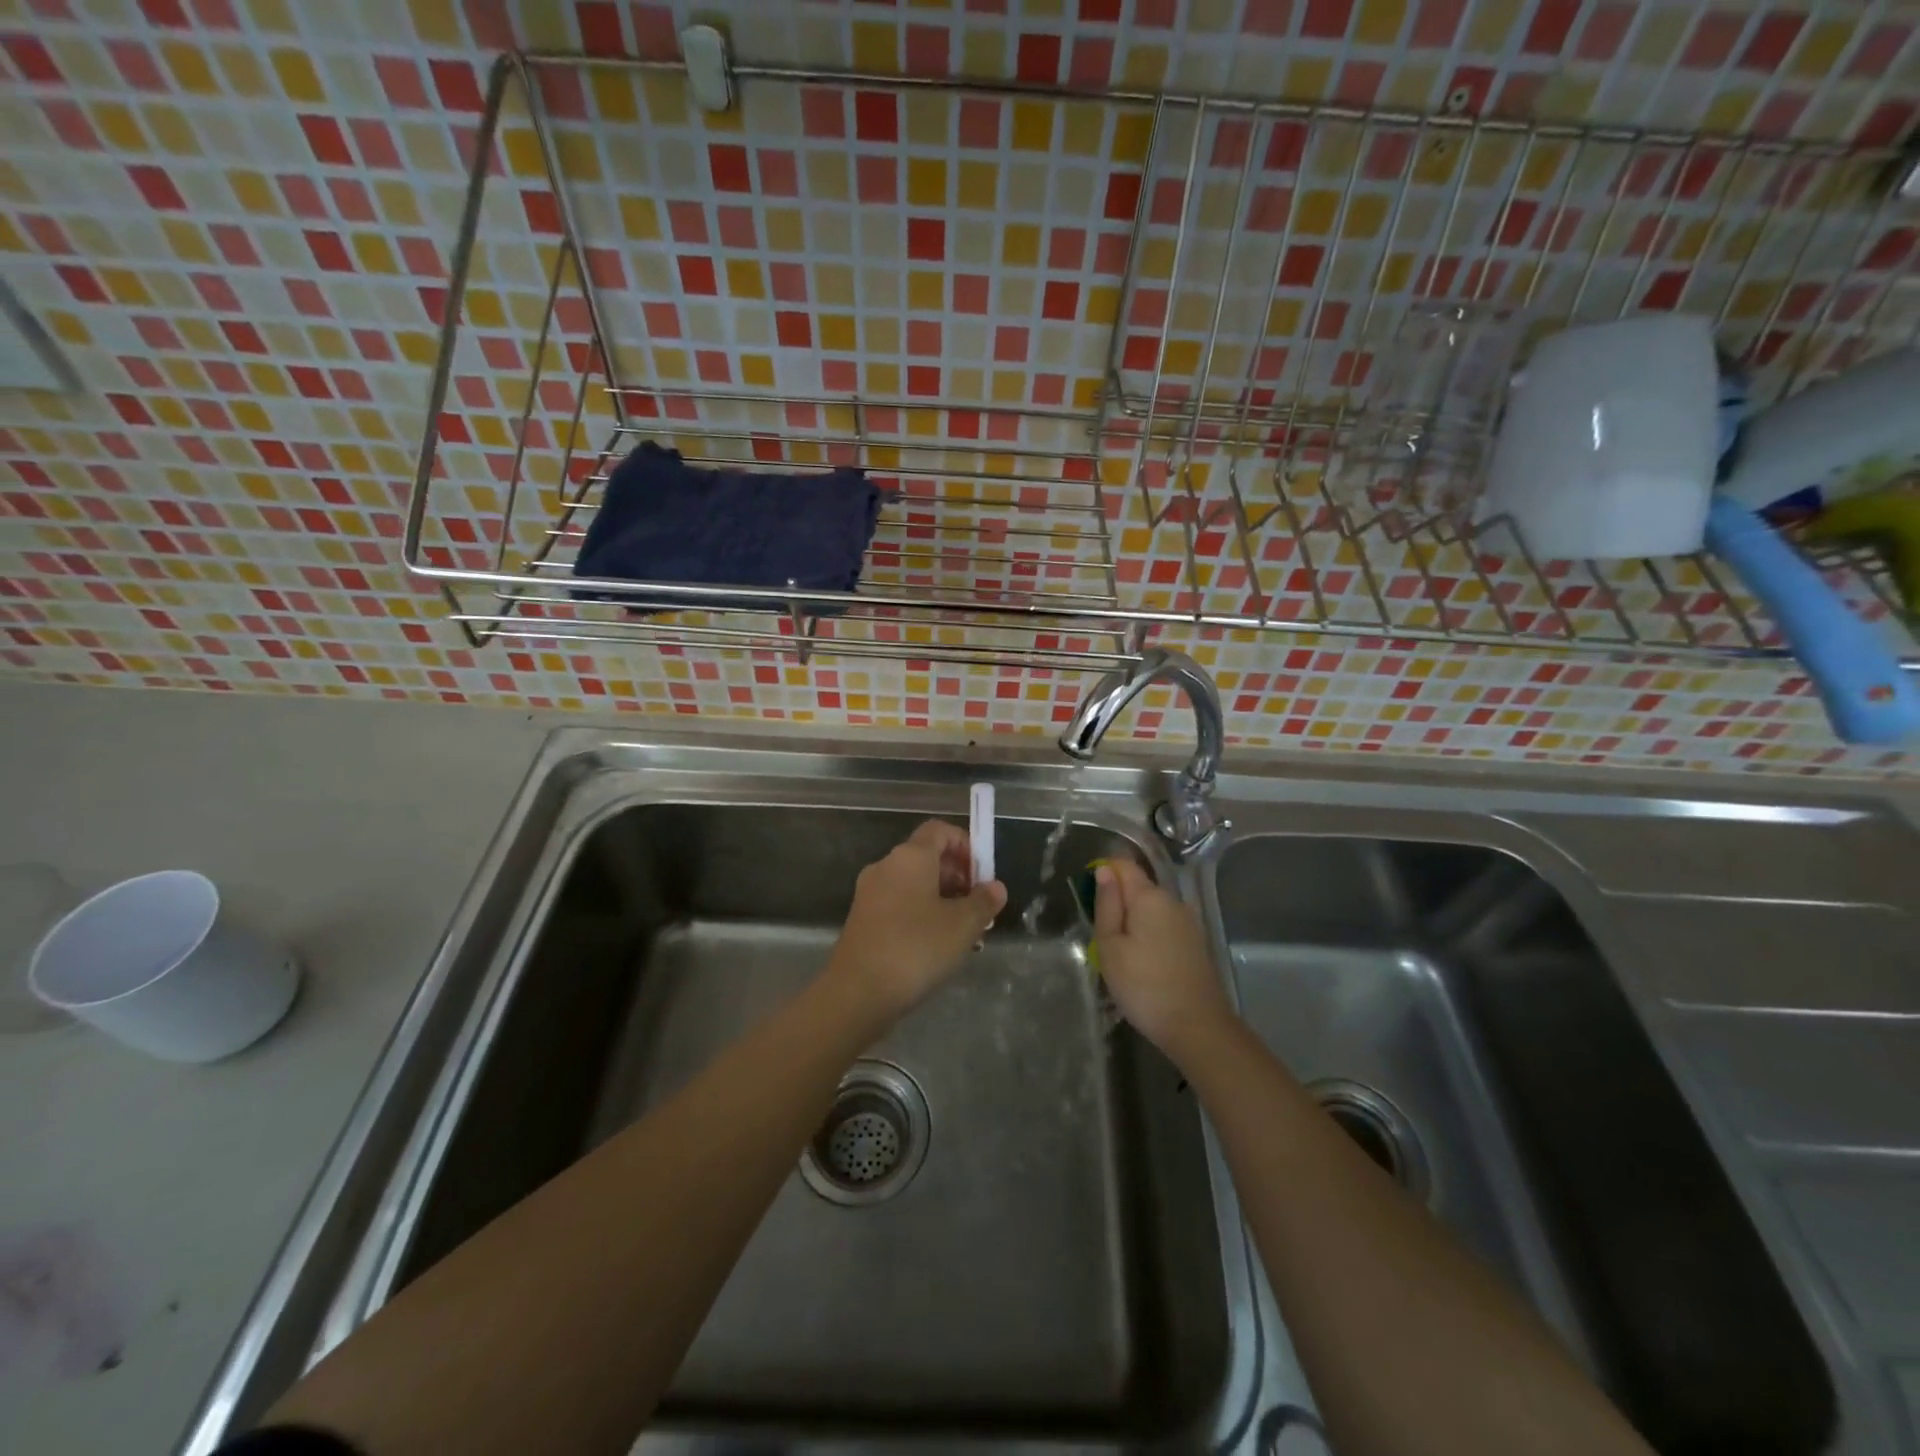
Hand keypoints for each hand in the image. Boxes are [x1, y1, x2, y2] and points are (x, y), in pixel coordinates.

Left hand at [828, 819, 1006, 1015]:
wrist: (857, 993)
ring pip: (915, 885)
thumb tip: (995, 887)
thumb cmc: (916, 948)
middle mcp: (886, 866)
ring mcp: (871, 894)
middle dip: (958, 878)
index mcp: (910, 857)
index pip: (940, 830)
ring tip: (965, 933)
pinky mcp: (863, 920)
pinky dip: (922, 915)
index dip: (965, 845)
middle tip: (980, 909)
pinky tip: (937, 947)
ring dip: (943, 900)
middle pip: (927, 857)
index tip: (983, 875)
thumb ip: (983, 901)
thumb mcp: (962, 925)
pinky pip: (900, 905)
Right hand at [1093, 859, 1234, 1063]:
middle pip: (1139, 886)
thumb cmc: (1144, 985)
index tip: (1089, 898)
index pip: (1123, 865)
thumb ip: (1106, 905)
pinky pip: (1164, 926)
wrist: (1197, 1027)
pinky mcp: (1195, 943)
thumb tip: (1104, 872)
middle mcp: (1173, 900)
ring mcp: (1188, 922)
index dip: (1103, 872)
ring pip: (1152, 908)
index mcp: (1149, 896)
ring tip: (1120, 954)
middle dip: (1117, 901)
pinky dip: (1149, 934)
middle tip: (1101, 936)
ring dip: (1133, 920)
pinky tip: (1143, 962)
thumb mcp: (1110, 946)